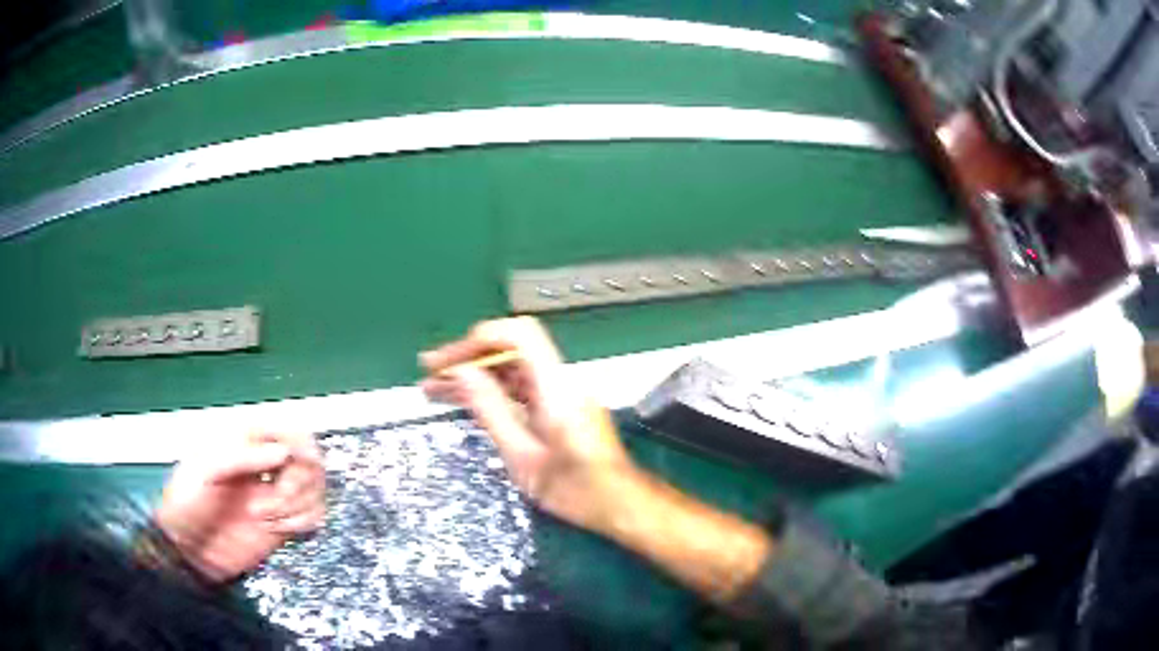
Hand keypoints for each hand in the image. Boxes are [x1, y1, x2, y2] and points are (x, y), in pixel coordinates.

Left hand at [155, 431, 325, 582]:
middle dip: (299, 478)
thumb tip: (283, 451)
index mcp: (243, 441)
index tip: (292, 461)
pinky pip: (313, 515)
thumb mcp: (205, 470)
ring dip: (297, 504)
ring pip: (314, 487)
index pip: (283, 427)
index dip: (296, 441)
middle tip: (280, 495)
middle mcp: (263, 463)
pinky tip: (280, 528)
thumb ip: (242, 456)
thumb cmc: (188, 502)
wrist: (189, 550)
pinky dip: (303, 521)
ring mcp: (275, 493)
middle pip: (308, 457)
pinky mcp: (283, 522)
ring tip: (267, 517)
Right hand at [420, 316, 635, 530]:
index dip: (478, 340)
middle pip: (511, 350)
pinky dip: (493, 391)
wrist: (617, 502)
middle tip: (430, 374)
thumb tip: (462, 373)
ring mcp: (563, 392)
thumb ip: (491, 410)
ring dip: (476, 375)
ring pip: (513, 369)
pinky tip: (466, 402)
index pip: (518, 335)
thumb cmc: (575, 488)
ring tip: (435, 389)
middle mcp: (562, 380)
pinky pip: (522, 387)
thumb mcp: (523, 456)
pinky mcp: (561, 406)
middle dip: (468, 358)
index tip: (447, 362)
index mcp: (556, 387)